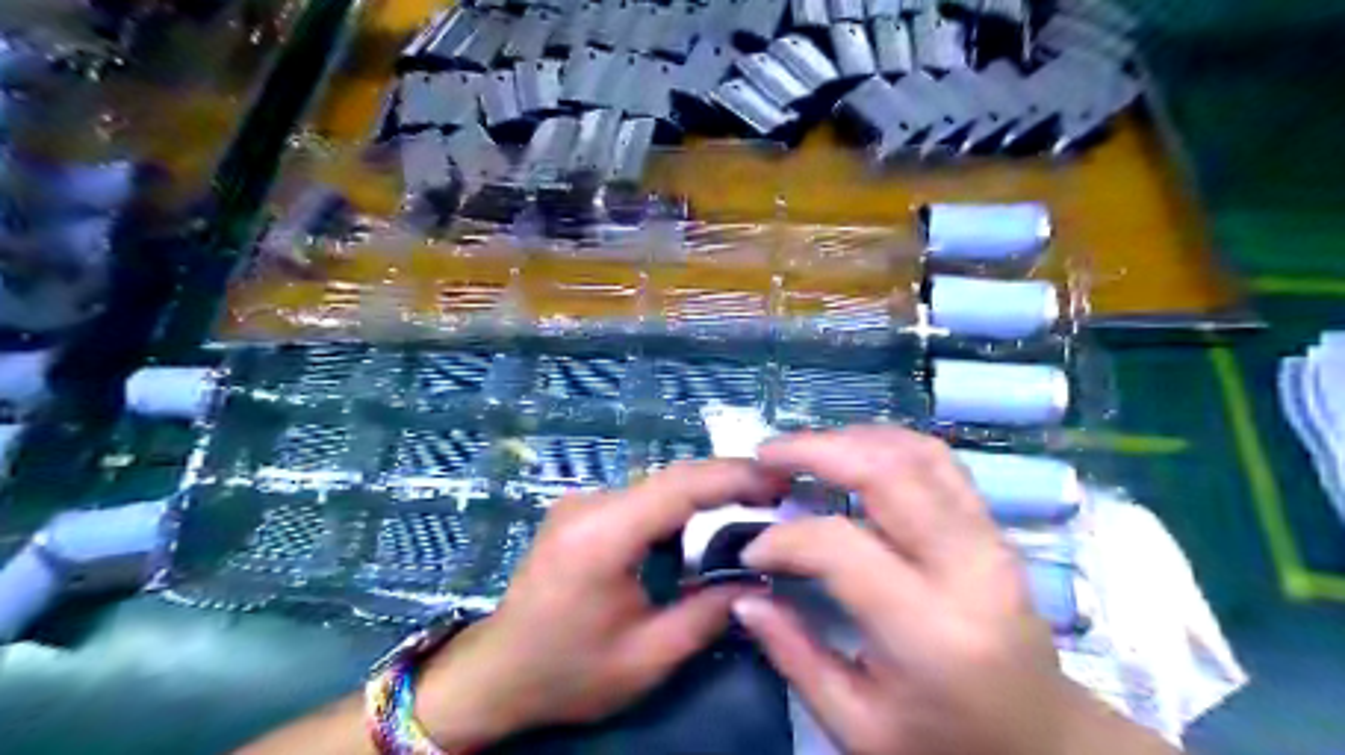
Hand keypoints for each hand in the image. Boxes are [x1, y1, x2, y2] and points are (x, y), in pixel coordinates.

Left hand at [416, 461, 784, 747]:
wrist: (496, 673)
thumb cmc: (566, 672)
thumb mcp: (645, 659)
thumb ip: (707, 615)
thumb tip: (758, 581)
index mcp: (601, 536)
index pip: (679, 486)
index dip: (734, 476)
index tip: (780, 478)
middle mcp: (590, 504)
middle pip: (671, 479)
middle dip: (728, 482)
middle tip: (778, 492)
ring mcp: (581, 503)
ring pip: (658, 487)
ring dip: (704, 496)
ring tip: (751, 509)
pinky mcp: (581, 511)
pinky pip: (640, 500)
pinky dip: (678, 510)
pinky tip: (702, 528)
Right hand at [732, 428, 1172, 754]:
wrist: (1043, 742)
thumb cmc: (946, 744)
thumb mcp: (859, 727)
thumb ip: (795, 656)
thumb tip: (746, 595)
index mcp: (930, 631)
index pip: (841, 547)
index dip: (785, 539)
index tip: (752, 549)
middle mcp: (967, 569)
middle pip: (886, 474)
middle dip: (815, 451)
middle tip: (766, 454)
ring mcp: (989, 539)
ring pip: (916, 453)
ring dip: (851, 439)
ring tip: (802, 450)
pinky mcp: (994, 527)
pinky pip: (939, 461)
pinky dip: (888, 443)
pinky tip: (853, 453)